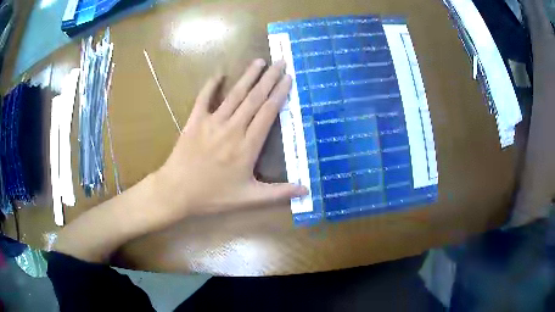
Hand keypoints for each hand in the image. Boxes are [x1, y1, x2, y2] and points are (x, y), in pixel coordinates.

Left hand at [154, 59, 307, 219]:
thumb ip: (278, 193)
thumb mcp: (248, 198)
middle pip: (255, 98)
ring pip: (235, 94)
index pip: (268, 112)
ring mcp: (212, 122)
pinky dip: (211, 85)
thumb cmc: (213, 196)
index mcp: (248, 145)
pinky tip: (219, 73)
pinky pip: (204, 98)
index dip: (280, 93)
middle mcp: (233, 128)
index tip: (289, 78)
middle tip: (281, 62)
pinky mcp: (195, 121)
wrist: (177, 191)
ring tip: (260, 61)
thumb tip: (306, 190)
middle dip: (269, 78)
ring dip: (248, 76)